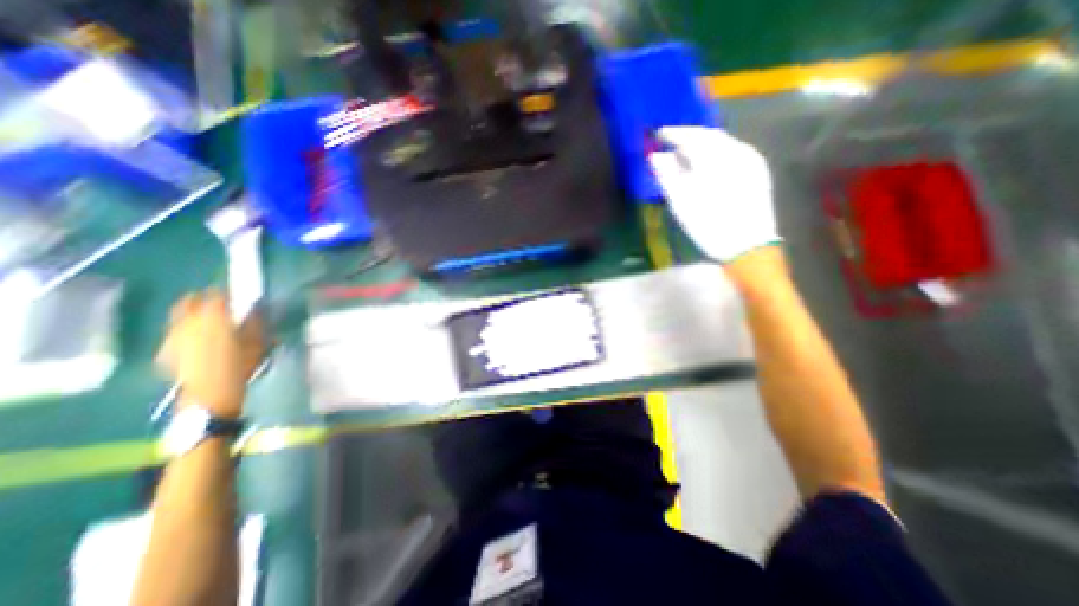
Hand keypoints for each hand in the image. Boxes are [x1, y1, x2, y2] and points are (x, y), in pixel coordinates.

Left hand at [156, 290, 264, 419]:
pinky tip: (196, 338)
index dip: (225, 293)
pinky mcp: (167, 350)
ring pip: (180, 317)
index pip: (216, 296)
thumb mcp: (257, 344)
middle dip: (201, 299)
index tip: (235, 294)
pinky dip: (185, 330)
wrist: (210, 395)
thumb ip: (256, 324)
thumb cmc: (239, 367)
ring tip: (207, 319)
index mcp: (214, 319)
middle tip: (216, 301)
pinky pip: (175, 332)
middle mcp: (189, 323)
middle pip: (189, 302)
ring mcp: (174, 336)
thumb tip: (257, 310)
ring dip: (192, 314)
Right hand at [644, 127, 779, 265]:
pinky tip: (708, 162)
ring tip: (686, 152)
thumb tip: (655, 157)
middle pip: (709, 135)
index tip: (658, 134)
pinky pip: (734, 151)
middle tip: (670, 141)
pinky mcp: (758, 171)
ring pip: (723, 142)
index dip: (673, 134)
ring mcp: (751, 160)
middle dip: (688, 136)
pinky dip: (716, 152)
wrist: (748, 247)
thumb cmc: (710, 226)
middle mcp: (736, 152)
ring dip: (703, 143)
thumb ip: (668, 176)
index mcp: (715, 159)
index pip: (691, 137)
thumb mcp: (682, 204)